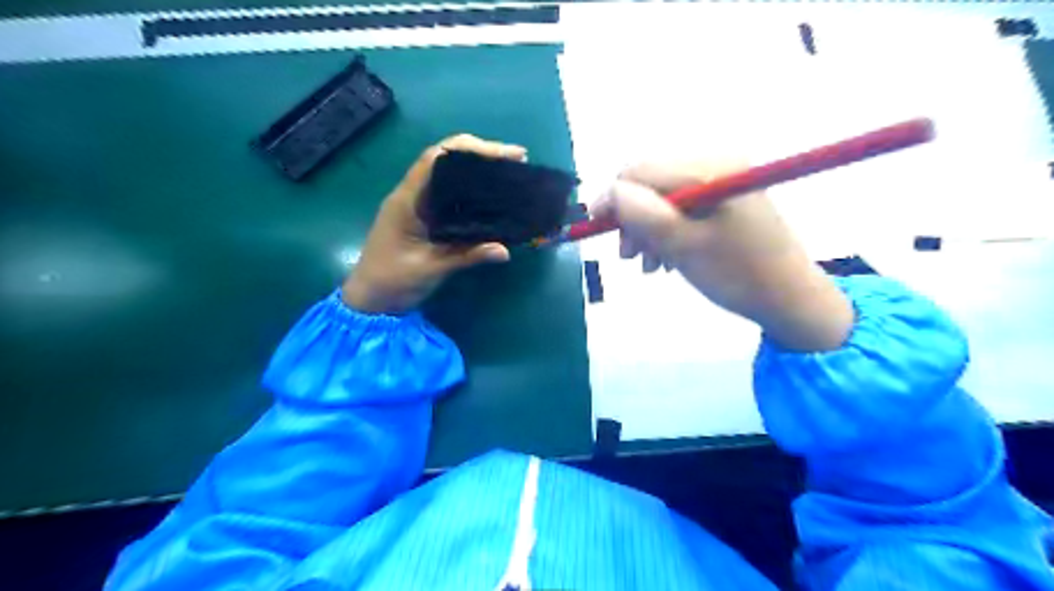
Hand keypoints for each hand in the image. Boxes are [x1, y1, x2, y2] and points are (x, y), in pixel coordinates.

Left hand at [345, 136, 525, 315]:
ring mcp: (417, 206)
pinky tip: (493, 197)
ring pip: (449, 176)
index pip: (437, 157)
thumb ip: (467, 256)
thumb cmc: (392, 282)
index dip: (471, 149)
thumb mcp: (431, 269)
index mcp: (408, 199)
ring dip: (478, 170)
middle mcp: (412, 195)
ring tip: (511, 173)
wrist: (369, 301)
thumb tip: (505, 250)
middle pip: (446, 160)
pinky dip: (473, 191)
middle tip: (516, 161)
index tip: (504, 155)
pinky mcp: (424, 218)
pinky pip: (450, 196)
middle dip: (481, 155)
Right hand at [593, 157, 854, 350]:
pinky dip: (666, 231)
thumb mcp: (683, 246)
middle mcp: (715, 164)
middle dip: (631, 218)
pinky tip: (666, 257)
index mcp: (709, 169)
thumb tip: (607, 194)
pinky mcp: (724, 198)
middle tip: (629, 257)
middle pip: (649, 183)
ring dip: (646, 229)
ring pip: (662, 197)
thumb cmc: (737, 274)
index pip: (640, 171)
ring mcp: (722, 180)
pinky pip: (680, 207)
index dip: (613, 198)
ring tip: (649, 264)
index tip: (599, 231)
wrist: (789, 298)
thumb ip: (642, 214)